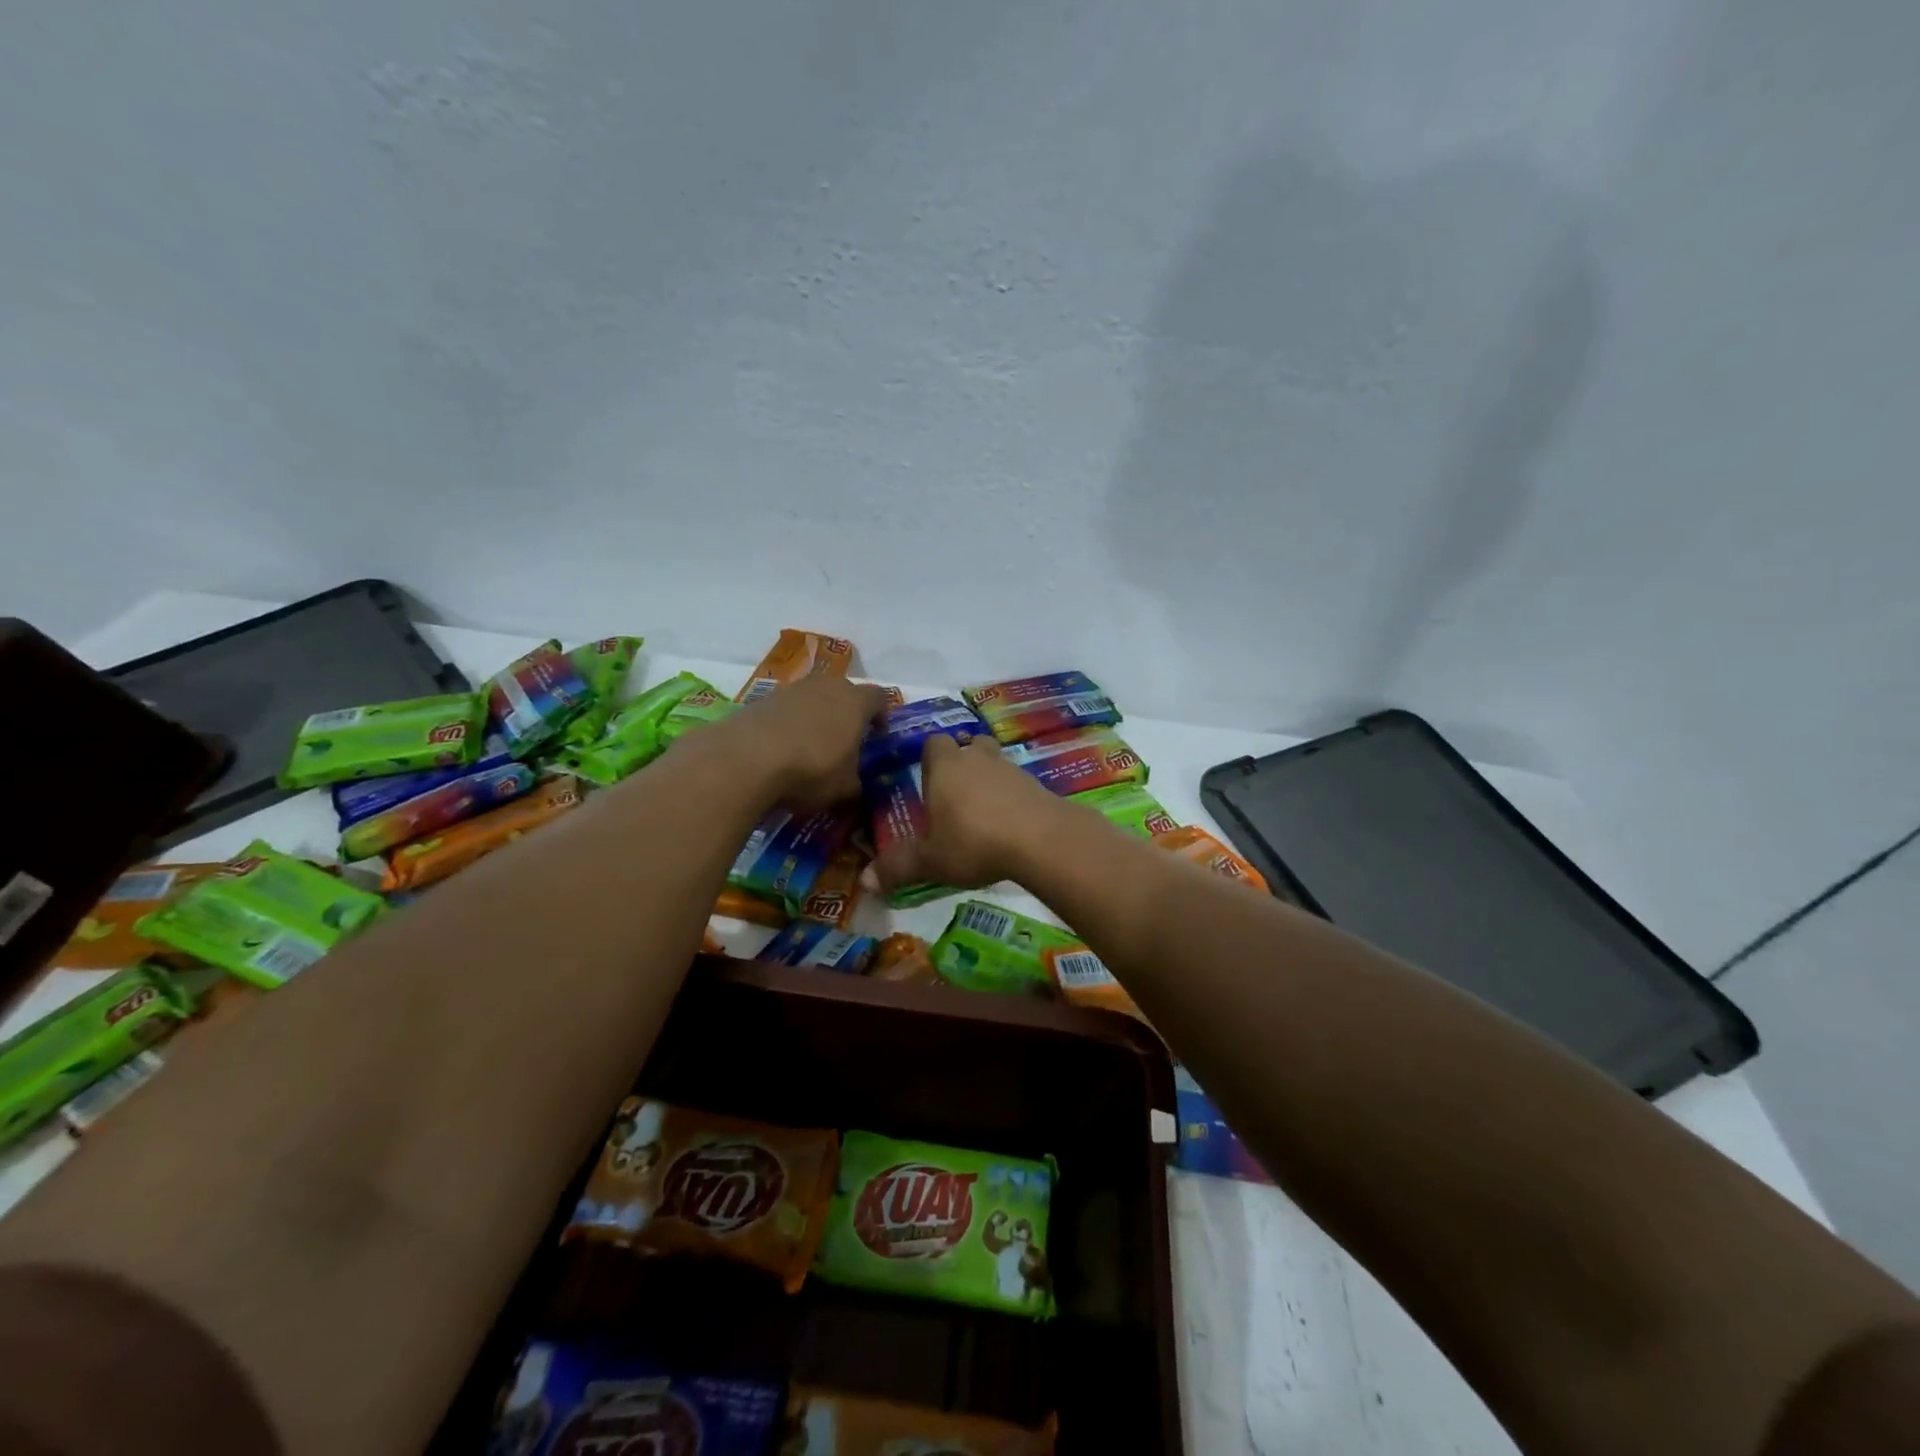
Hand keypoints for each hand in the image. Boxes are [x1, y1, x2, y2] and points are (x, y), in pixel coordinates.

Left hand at [714, 675, 889, 808]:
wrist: (745, 759)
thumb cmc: (811, 770)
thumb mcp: (845, 788)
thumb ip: (858, 783)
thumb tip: (858, 786)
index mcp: (856, 701)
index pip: (880, 698)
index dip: (882, 718)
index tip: (877, 738)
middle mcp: (827, 685)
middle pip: (845, 693)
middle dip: (847, 714)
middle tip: (845, 743)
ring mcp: (792, 688)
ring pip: (813, 698)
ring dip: (816, 717)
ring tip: (810, 747)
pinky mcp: (761, 699)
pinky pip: (785, 709)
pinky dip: (788, 724)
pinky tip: (781, 750)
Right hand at [871, 734, 1062, 889]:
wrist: (1041, 839)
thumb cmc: (975, 842)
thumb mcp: (931, 861)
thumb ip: (899, 867)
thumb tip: (864, 882)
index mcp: (946, 767)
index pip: (933, 744)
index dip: (929, 758)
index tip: (927, 781)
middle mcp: (977, 759)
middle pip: (969, 745)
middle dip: (962, 762)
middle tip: (955, 794)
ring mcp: (1011, 769)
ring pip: (996, 762)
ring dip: (989, 779)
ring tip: (984, 812)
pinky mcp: (1037, 786)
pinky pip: (1018, 784)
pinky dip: (1012, 797)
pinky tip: (1010, 824)